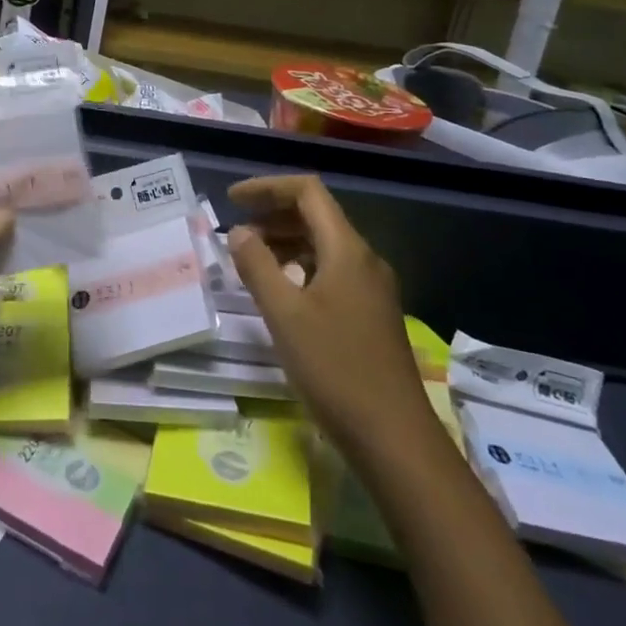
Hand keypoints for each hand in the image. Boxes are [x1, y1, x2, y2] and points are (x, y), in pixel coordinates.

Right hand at [227, 174, 432, 450]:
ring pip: (323, 245)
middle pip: (316, 216)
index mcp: (347, 250)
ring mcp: (371, 288)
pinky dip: (300, 268)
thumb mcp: (284, 314)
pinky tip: (280, 293)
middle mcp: (364, 260)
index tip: (232, 199)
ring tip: (250, 261)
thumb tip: (239, 231)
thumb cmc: (335, 369)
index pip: (307, 191)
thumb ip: (257, 265)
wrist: (394, 439)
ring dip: (285, 243)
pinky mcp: (371, 314)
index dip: (267, 187)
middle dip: (273, 215)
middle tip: (236, 233)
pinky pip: (331, 271)